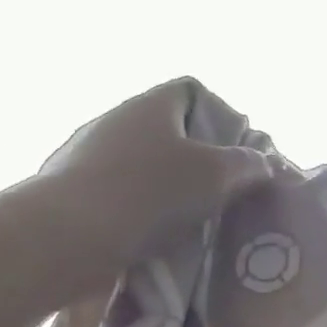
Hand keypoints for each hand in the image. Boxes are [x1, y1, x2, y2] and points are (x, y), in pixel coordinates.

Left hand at [28, 78, 273, 288]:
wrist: (64, 237)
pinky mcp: (68, 188)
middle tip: (216, 191)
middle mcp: (115, 119)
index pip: (191, 90)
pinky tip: (146, 235)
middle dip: (194, 159)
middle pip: (167, 129)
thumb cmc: (149, 194)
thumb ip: (246, 166)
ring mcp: (86, 153)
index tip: (232, 153)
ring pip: (140, 162)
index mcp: (150, 104)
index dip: (219, 115)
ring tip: (184, 221)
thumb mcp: (215, 177)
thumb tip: (262, 163)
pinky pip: (115, 190)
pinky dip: (134, 207)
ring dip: (164, 186)